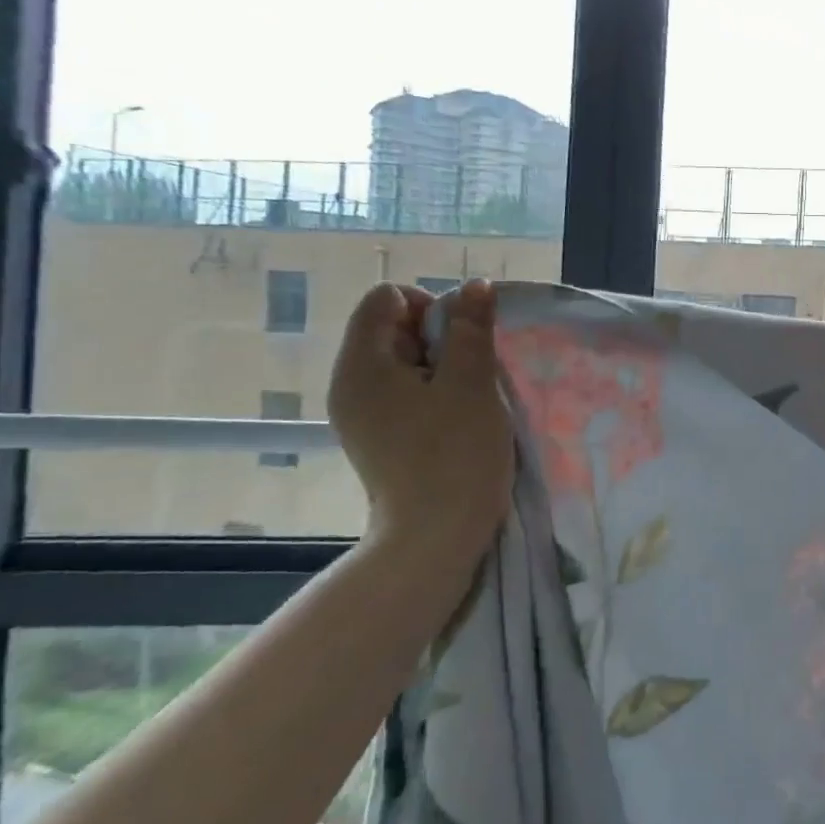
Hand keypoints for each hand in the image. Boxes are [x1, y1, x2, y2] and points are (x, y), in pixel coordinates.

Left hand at [328, 281, 514, 567]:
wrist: (435, 537)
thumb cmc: (455, 454)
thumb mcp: (472, 382)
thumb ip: (472, 328)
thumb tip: (475, 285)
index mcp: (362, 364)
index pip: (386, 298)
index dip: (431, 306)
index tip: (462, 342)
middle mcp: (349, 383)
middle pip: (392, 328)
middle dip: (439, 338)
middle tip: (469, 374)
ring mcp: (359, 413)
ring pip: (403, 362)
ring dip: (442, 367)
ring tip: (467, 399)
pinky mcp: (376, 437)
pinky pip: (402, 392)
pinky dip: (432, 393)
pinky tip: (455, 419)